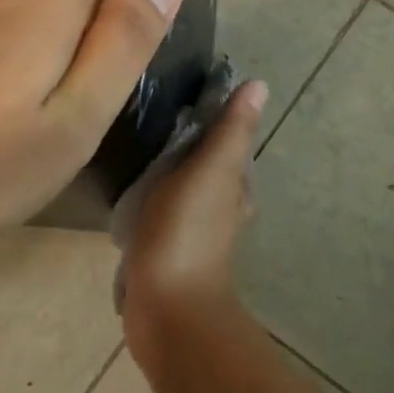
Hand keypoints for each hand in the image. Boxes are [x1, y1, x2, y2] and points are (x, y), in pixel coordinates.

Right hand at [120, 80, 268, 377]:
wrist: (166, 308)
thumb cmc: (187, 232)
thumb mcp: (211, 171)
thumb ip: (231, 131)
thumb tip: (260, 84)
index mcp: (235, 185)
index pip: (229, 140)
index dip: (214, 115)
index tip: (185, 90)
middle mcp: (222, 207)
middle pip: (208, 163)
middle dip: (188, 141)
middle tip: (153, 116)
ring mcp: (194, 231)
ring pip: (186, 187)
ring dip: (171, 169)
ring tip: (139, 147)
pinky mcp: (167, 249)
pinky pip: (163, 211)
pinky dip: (154, 196)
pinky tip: (133, 191)